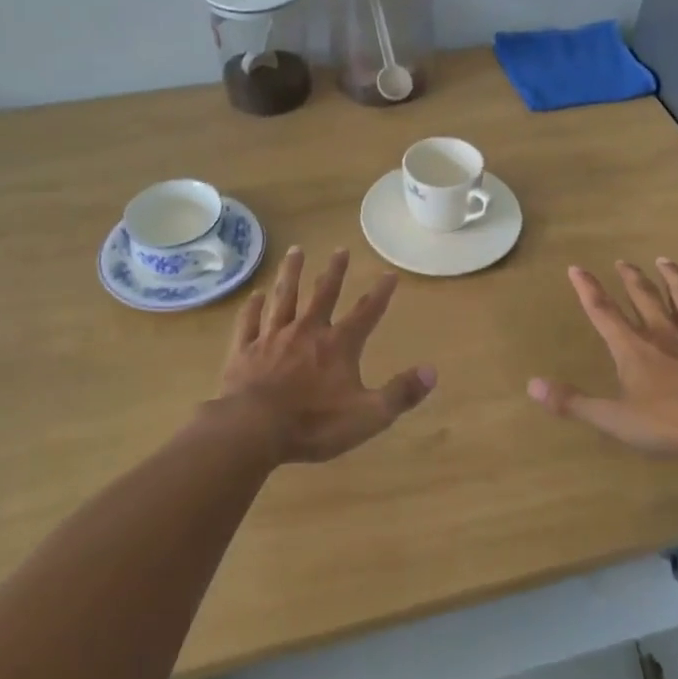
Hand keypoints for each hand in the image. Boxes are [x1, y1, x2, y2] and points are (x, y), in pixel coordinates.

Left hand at [217, 247, 436, 464]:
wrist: (253, 429)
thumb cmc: (314, 424)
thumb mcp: (368, 416)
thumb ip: (401, 393)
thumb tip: (432, 371)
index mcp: (338, 346)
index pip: (366, 313)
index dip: (380, 294)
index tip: (389, 273)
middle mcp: (306, 331)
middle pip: (322, 294)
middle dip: (334, 271)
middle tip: (340, 249)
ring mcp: (272, 338)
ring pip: (283, 298)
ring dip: (290, 274)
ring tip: (295, 251)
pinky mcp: (244, 351)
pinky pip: (249, 322)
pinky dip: (252, 307)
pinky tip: (255, 295)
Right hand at [528, 258, 677, 459]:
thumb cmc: (671, 422)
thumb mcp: (615, 419)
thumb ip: (573, 403)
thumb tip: (532, 385)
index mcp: (633, 347)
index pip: (603, 311)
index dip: (587, 289)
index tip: (576, 267)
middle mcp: (663, 332)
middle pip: (643, 296)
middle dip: (630, 277)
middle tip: (622, 261)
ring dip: (673, 278)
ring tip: (664, 260)